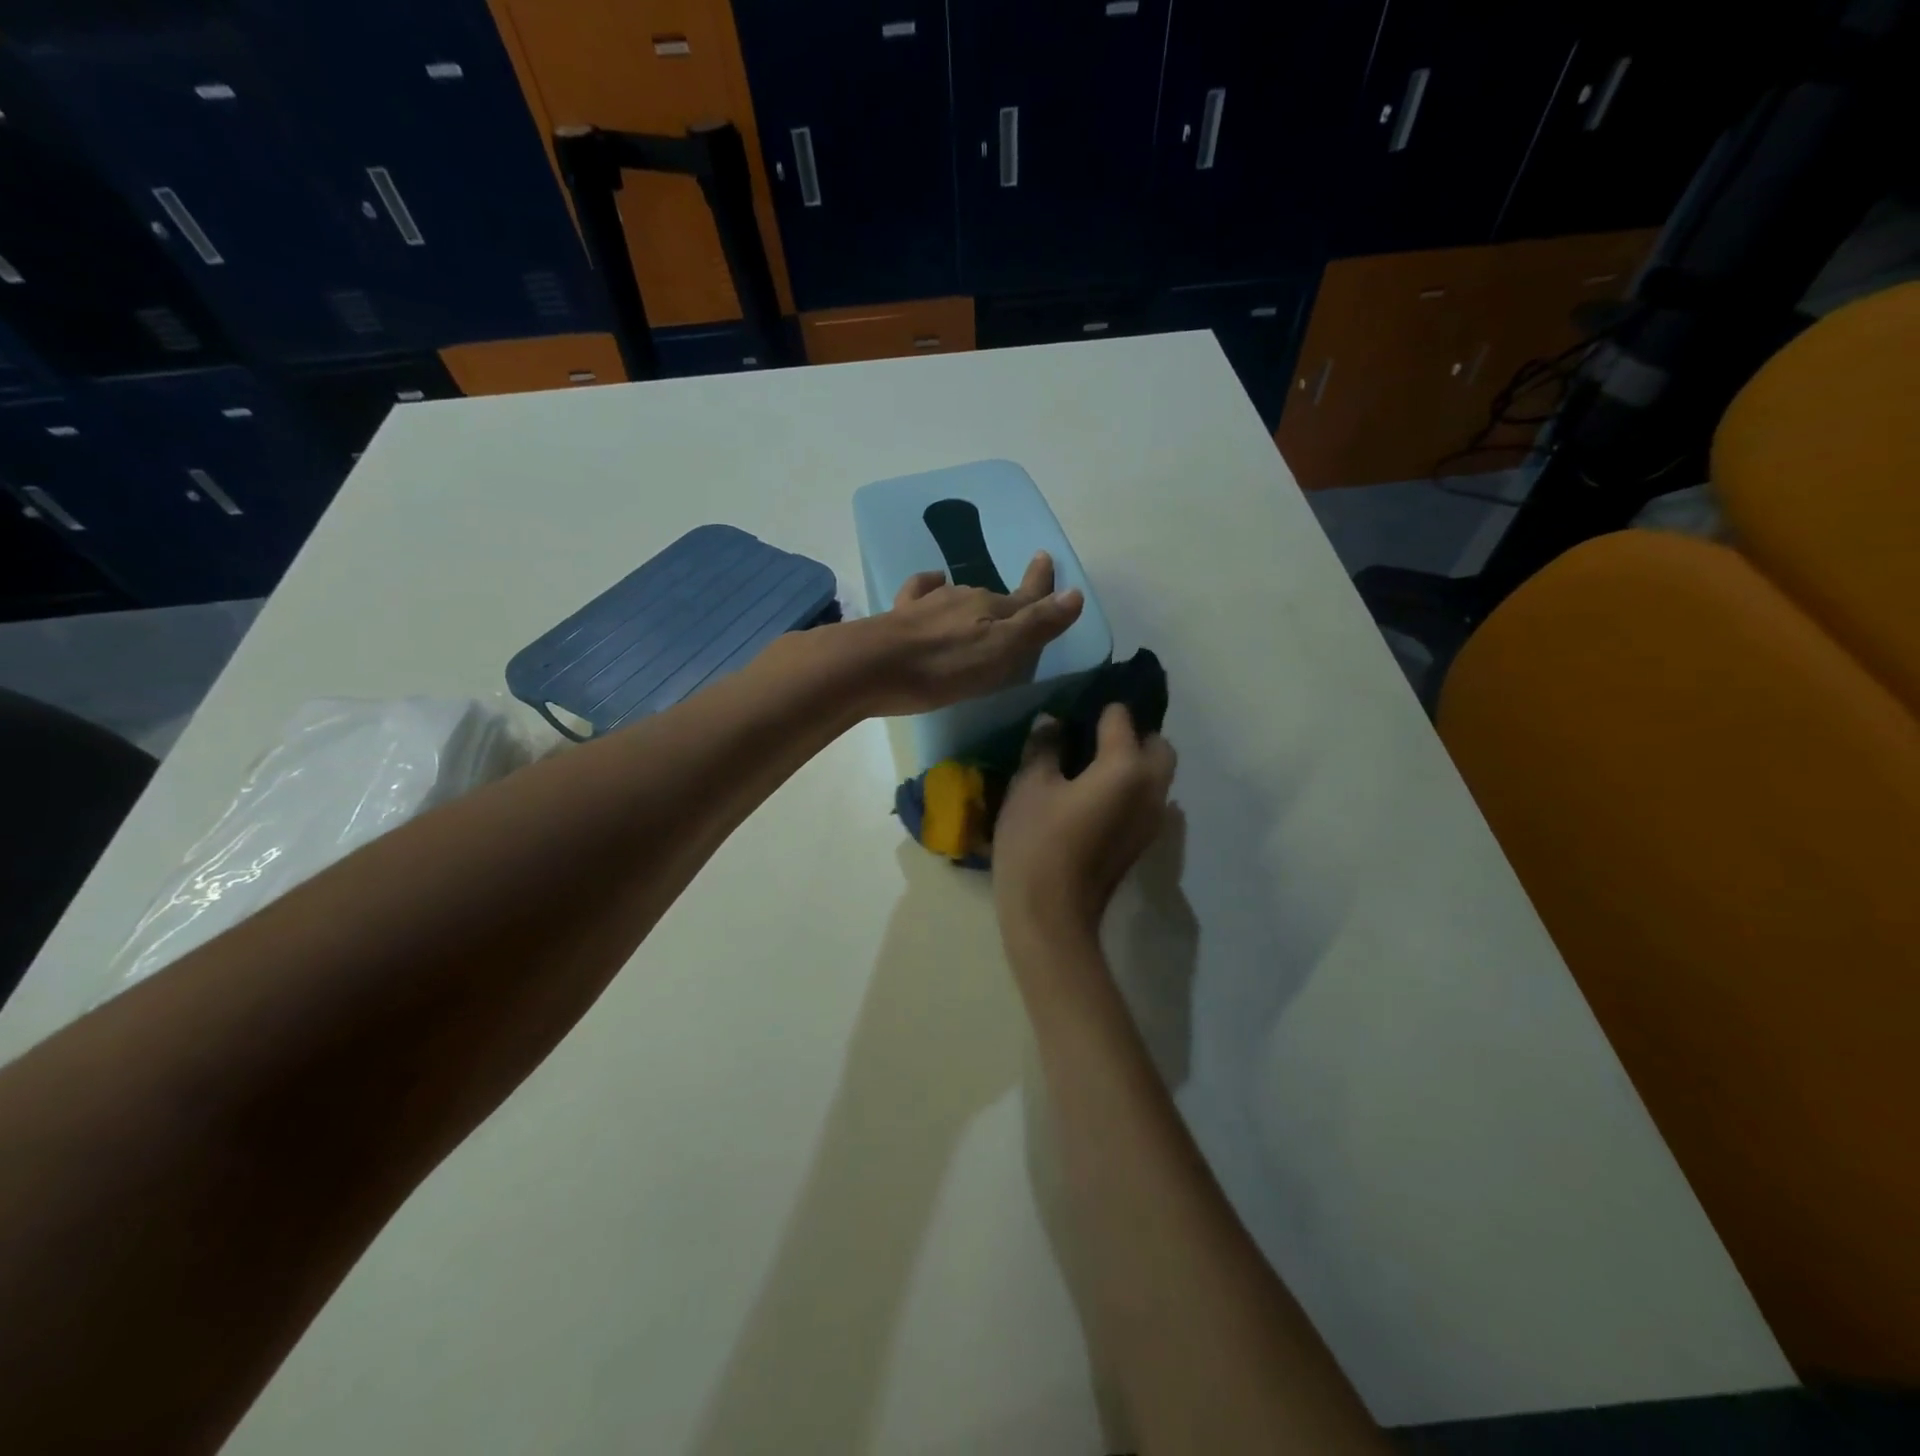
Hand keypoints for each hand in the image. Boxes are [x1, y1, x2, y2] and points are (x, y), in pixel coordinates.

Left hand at [856, 552, 1084, 716]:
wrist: (872, 665)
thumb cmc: (944, 666)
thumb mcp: (1001, 652)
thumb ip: (1037, 625)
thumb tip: (1075, 593)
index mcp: (993, 609)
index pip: (1026, 595)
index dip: (1041, 582)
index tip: (1047, 557)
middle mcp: (964, 598)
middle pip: (995, 598)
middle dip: (1010, 601)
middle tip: (1018, 606)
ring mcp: (930, 603)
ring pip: (961, 596)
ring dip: (974, 602)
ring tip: (980, 611)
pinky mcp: (901, 614)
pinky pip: (922, 591)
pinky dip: (932, 587)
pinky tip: (932, 587)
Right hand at [992, 703, 1176, 951]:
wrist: (1051, 917)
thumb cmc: (1037, 844)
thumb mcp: (1029, 787)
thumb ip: (1044, 747)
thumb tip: (1053, 722)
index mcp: (1126, 767)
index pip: (1121, 718)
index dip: (1097, 709)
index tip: (1073, 710)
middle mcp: (1152, 788)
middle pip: (1158, 745)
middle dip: (1133, 734)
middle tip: (1092, 738)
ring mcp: (1154, 819)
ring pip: (1158, 775)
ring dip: (1135, 762)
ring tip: (1091, 766)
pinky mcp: (1144, 842)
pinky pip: (1148, 799)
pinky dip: (1131, 787)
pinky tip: (1095, 797)